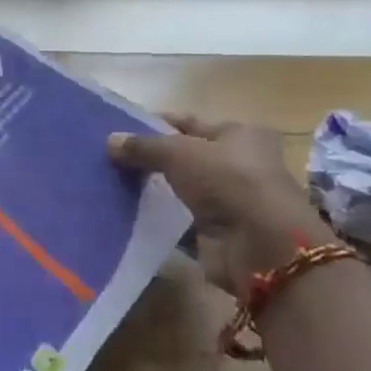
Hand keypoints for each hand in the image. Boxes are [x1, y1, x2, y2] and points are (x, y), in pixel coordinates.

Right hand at [108, 116, 333, 299]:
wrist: (260, 246)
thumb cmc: (227, 181)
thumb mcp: (178, 152)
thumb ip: (143, 146)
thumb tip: (110, 141)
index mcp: (239, 135)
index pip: (188, 123)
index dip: (154, 125)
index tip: (119, 131)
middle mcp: (238, 165)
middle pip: (184, 157)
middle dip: (150, 159)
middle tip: (110, 159)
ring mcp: (229, 202)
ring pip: (180, 189)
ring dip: (152, 190)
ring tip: (111, 185)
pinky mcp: (218, 233)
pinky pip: (179, 221)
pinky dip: (158, 220)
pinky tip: (127, 215)